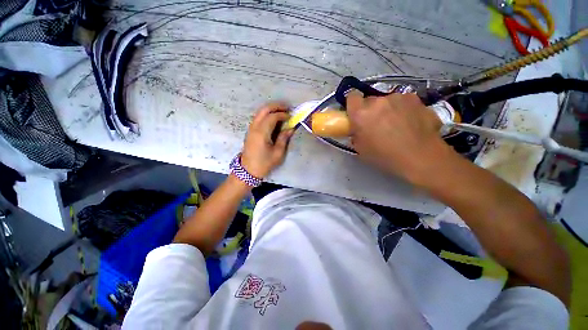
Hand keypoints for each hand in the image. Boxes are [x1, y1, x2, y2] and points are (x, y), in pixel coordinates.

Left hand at [241, 103, 293, 178]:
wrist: (248, 170)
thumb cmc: (264, 163)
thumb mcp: (277, 153)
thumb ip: (284, 139)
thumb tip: (291, 128)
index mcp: (261, 132)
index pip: (272, 117)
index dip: (283, 114)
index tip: (291, 117)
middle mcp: (254, 127)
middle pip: (264, 109)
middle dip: (276, 106)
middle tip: (287, 107)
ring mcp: (251, 128)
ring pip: (260, 112)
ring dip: (271, 109)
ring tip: (282, 111)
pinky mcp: (250, 131)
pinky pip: (258, 117)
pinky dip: (266, 114)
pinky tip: (273, 118)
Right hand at [347, 91, 449, 184]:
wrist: (421, 158)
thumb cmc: (384, 156)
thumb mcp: (360, 149)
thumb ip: (356, 135)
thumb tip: (358, 130)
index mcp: (362, 113)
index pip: (352, 97)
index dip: (353, 105)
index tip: (356, 114)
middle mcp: (379, 101)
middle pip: (371, 100)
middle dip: (371, 110)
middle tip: (377, 124)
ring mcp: (400, 98)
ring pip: (389, 101)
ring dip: (389, 110)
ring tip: (397, 125)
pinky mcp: (417, 100)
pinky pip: (405, 103)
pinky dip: (405, 111)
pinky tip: (411, 125)